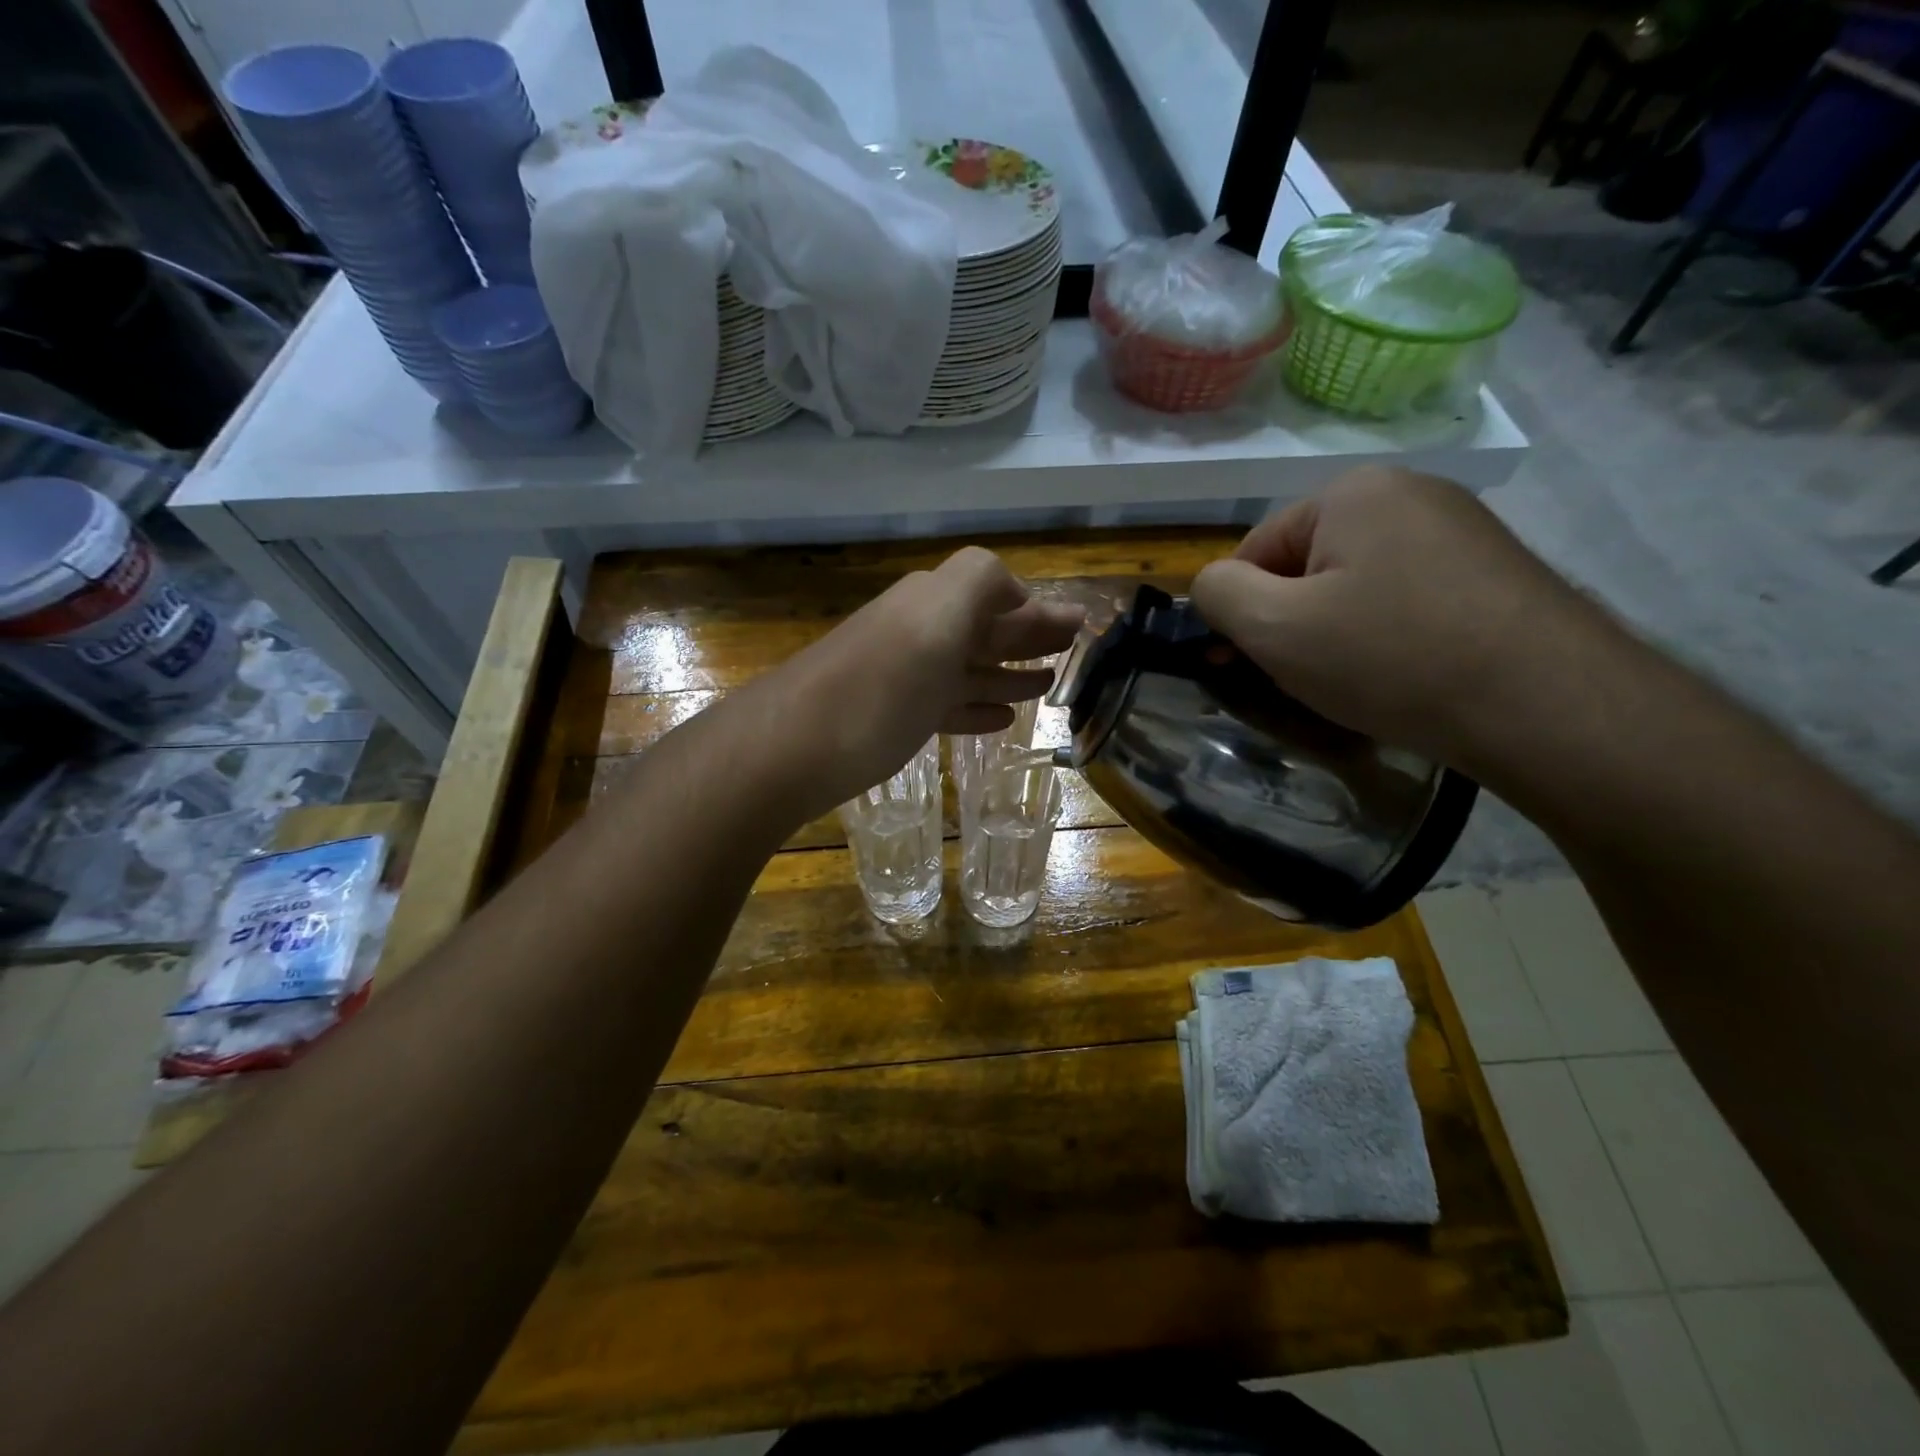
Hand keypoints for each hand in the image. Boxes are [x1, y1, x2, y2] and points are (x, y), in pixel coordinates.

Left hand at [746, 546, 1084, 819]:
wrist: (793, 746)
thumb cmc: (880, 684)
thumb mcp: (937, 616)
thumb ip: (980, 583)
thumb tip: (1017, 590)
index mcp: (933, 602)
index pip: (996, 593)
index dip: (1036, 607)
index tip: (1075, 624)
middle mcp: (919, 632)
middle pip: (985, 630)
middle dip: (1029, 636)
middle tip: (1072, 648)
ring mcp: (903, 677)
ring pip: (968, 668)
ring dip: (1009, 672)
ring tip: (1047, 684)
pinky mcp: (890, 719)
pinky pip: (946, 706)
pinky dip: (976, 706)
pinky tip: (1000, 718)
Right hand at [1190, 466, 1608, 765]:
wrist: (1546, 704)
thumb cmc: (1390, 657)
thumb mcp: (1273, 628)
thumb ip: (1217, 594)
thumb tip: (1211, 584)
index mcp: (1351, 492)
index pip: (1255, 550)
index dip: (1239, 611)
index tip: (1241, 665)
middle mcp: (1410, 493)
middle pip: (1307, 565)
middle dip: (1290, 622)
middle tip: (1300, 678)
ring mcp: (1460, 529)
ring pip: (1355, 585)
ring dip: (1334, 632)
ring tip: (1353, 683)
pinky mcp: (1493, 570)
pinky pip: (1405, 598)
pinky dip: (1385, 635)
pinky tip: (1401, 675)